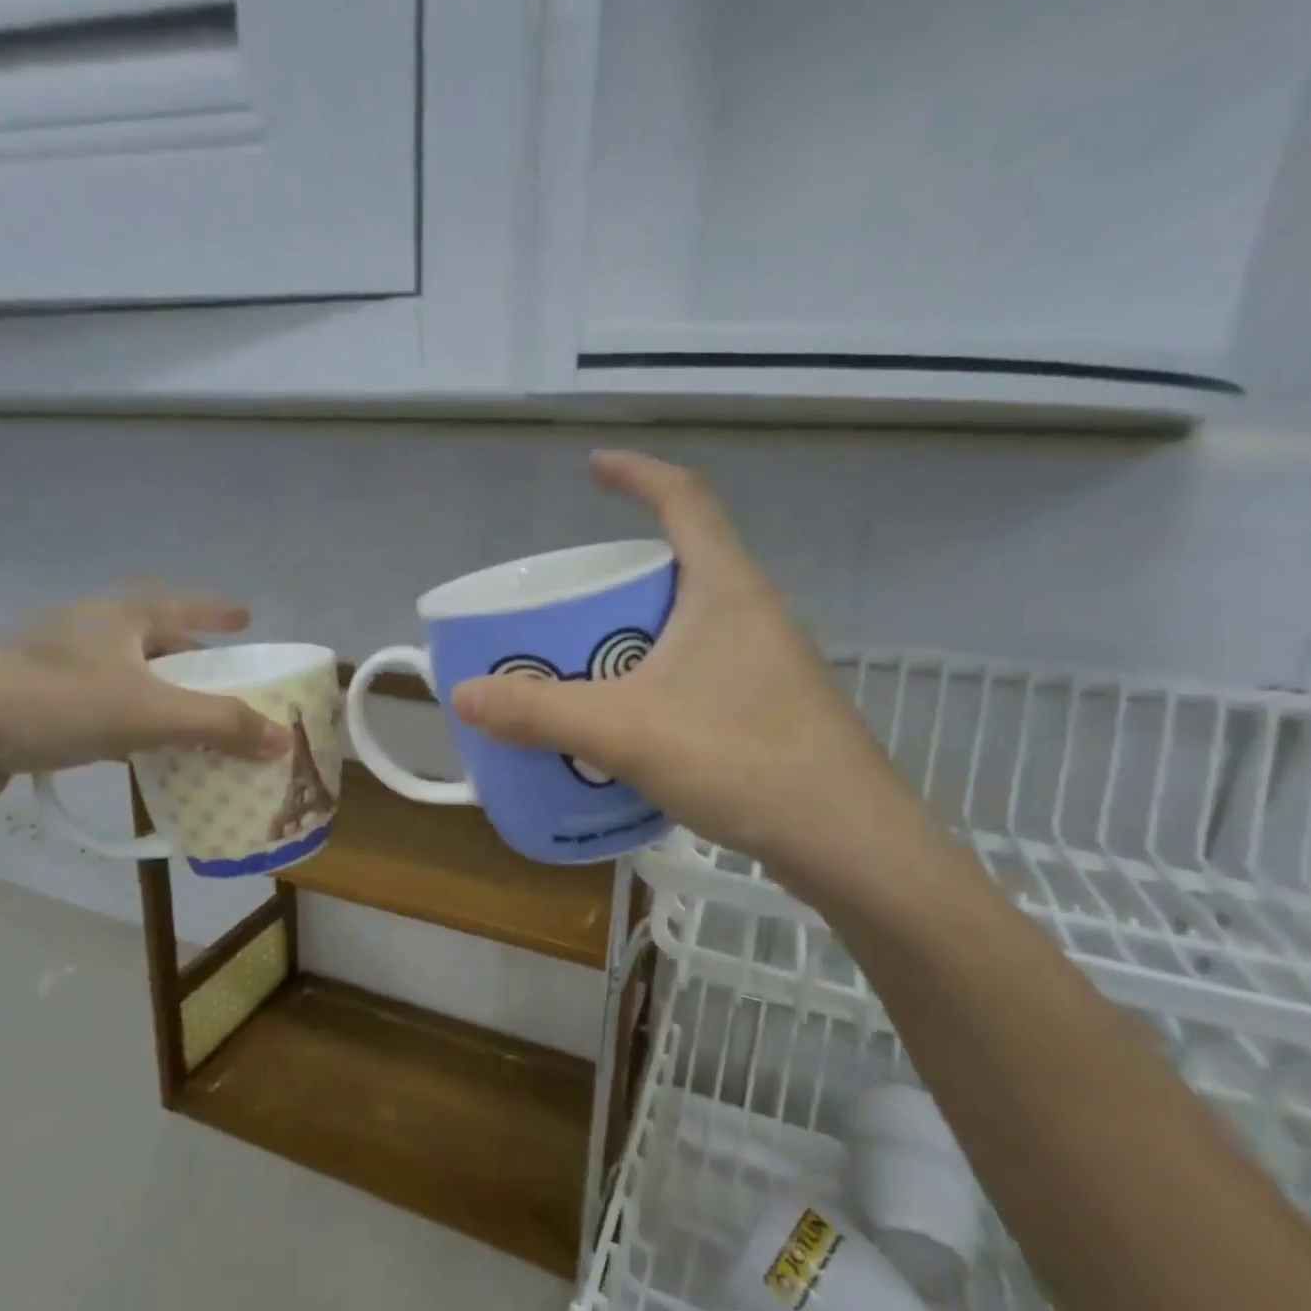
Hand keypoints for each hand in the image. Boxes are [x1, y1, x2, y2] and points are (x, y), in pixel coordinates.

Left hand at [0, 593, 291, 816]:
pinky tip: (135, 747)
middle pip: (151, 638)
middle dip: (188, 654)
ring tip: (186, 714)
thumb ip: (222, 725)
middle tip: (219, 673)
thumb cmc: (54, 705)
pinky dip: (127, 722)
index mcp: (117, 620)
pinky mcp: (29, 707)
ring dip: (157, 692)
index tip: (246, 616)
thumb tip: (284, 740)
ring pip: (122, 675)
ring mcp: (53, 670)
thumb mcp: (150, 714)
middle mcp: (86, 635)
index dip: (216, 610)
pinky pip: (97, 708)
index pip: (180, 606)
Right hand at [451, 452, 936, 905]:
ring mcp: (769, 662)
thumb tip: (462, 695)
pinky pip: (702, 670)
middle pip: (682, 565)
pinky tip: (633, 723)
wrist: (847, 842)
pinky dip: (658, 677)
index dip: (638, 473)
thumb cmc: (740, 758)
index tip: (594, 468)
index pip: (684, 499)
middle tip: (570, 604)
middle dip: (622, 575)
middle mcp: (753, 612)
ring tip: (588, 663)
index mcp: (725, 588)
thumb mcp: (624, 730)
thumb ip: (540, 711)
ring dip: (639, 632)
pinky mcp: (772, 707)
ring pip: (691, 624)